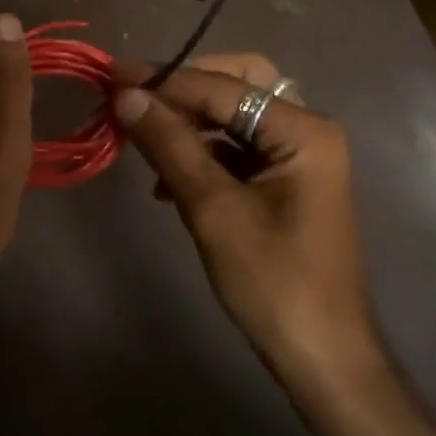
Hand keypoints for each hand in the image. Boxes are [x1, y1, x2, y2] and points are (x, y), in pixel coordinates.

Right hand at [112, 55, 378, 381]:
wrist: (323, 359)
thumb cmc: (273, 282)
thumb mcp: (213, 209)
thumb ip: (169, 145)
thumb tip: (126, 95)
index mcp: (303, 130)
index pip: (222, 87)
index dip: (164, 80)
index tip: (112, 76)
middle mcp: (306, 131)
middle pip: (237, 84)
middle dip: (184, 90)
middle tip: (136, 100)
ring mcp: (298, 157)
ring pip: (234, 116)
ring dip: (188, 123)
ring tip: (143, 141)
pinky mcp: (284, 182)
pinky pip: (237, 147)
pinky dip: (201, 153)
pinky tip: (167, 183)